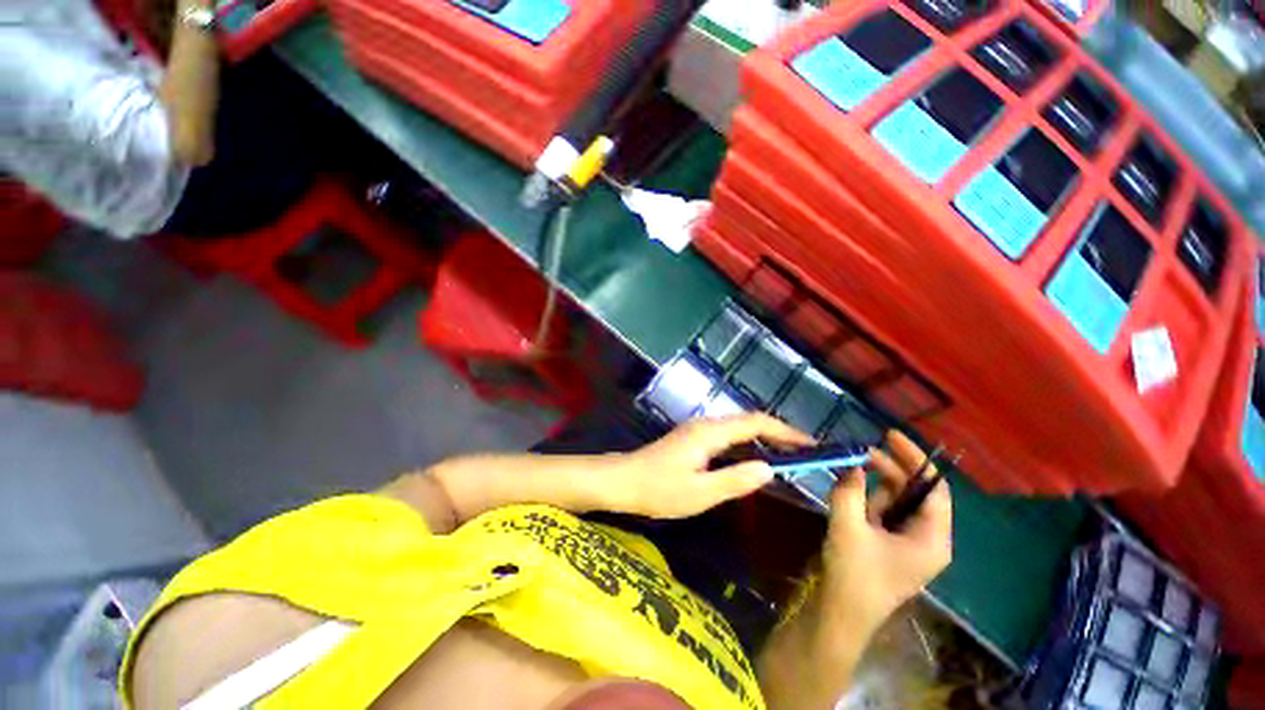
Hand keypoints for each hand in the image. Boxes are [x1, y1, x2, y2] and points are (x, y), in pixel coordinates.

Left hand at [599, 414, 813, 518]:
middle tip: (806, 453)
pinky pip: (728, 437)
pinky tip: (755, 460)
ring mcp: (699, 430)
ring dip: (765, 439)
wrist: (623, 481)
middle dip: (780, 434)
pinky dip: (748, 445)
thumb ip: (735, 480)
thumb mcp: (699, 493)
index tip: (812, 445)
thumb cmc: (658, 489)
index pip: (756, 424)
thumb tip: (769, 469)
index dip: (785, 432)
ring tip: (789, 457)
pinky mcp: (694, 439)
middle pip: (750, 422)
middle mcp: (706, 424)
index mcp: (710, 433)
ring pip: (739, 428)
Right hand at [818, 430, 951, 641]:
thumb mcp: (848, 526)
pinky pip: (881, 512)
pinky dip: (865, 498)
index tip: (889, 436)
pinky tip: (846, 492)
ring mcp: (906, 542)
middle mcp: (926, 538)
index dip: (915, 459)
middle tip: (860, 450)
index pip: (934, 488)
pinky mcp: (887, 545)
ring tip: (846, 473)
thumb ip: (849, 490)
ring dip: (872, 484)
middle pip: (913, 492)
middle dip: (888, 469)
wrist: (840, 615)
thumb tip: (852, 463)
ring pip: (894, 501)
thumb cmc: (853, 575)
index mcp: (932, 538)